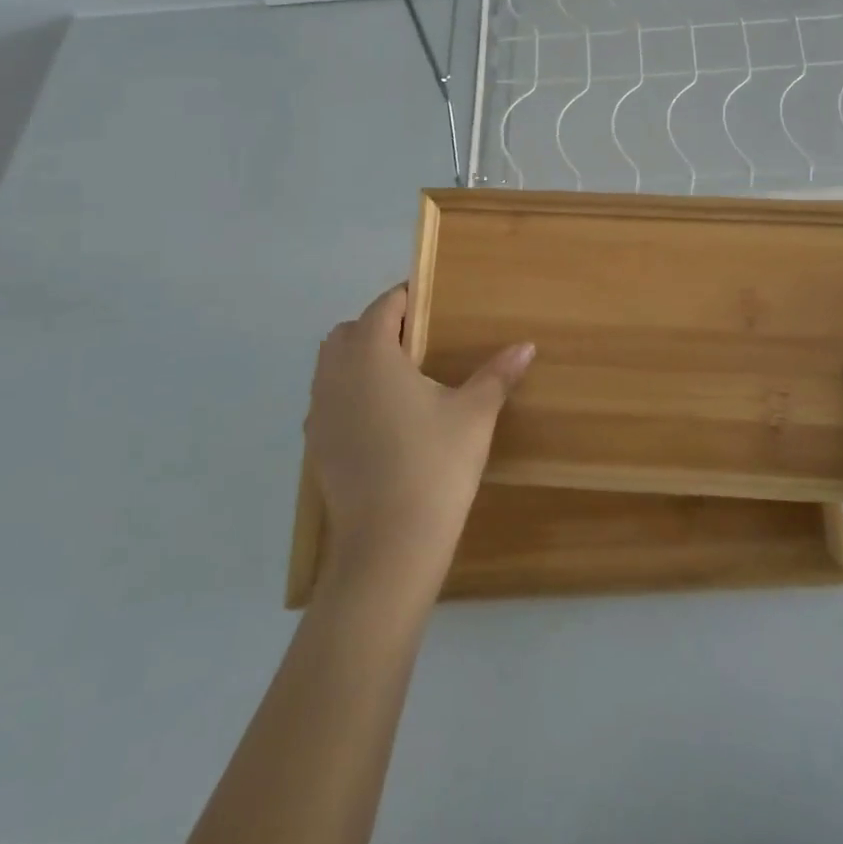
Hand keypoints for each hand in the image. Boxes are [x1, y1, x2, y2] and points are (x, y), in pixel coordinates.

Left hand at [306, 285, 534, 590]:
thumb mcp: (474, 415)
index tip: (433, 303)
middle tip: (419, 342)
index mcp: (370, 354)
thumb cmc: (434, 465)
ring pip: (332, 366)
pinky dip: (350, 394)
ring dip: (360, 360)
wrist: (389, 545)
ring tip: (401, 380)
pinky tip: (383, 421)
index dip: (408, 298)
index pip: (384, 306)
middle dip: (379, 326)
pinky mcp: (316, 445)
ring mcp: (319, 411)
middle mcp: (335, 374)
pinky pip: (329, 400)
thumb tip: (526, 345)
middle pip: (350, 332)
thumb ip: (497, 374)